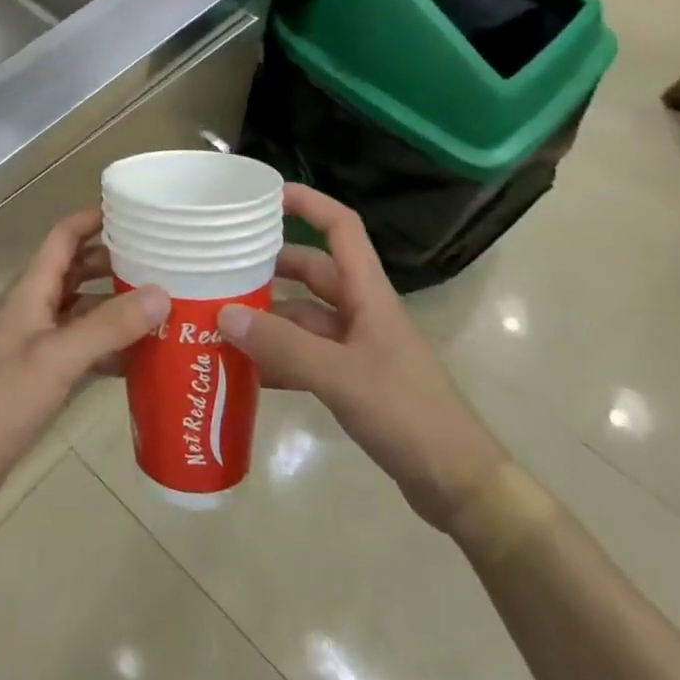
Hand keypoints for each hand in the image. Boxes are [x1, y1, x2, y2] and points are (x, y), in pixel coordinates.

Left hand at [0, 209, 169, 513]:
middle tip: (159, 260)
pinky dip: (107, 346)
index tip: (132, 211)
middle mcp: (34, 309)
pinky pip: (81, 347)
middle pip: (75, 270)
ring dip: (114, 304)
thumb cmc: (2, 401)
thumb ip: (108, 326)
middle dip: (112, 261)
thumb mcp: (58, 358)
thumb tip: (162, 293)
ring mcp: (36, 343)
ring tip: (159, 305)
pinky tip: (138, 358)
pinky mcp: (41, 376)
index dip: (92, 218)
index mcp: (31, 291)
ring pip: (81, 310)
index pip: (63, 237)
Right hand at [217, 184, 507, 534]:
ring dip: (268, 316)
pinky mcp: (352, 380)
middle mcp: (361, 311)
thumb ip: (283, 346)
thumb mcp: (341, 376)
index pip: (341, 228)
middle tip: (223, 266)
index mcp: (368, 293)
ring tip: (220, 318)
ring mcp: (357, 347)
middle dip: (270, 266)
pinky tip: (244, 369)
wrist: (459, 484)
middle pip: (312, 272)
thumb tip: (224, 313)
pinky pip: (305, 355)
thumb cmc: (408, 414)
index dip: (309, 203)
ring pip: (303, 316)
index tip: (267, 195)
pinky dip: (277, 357)